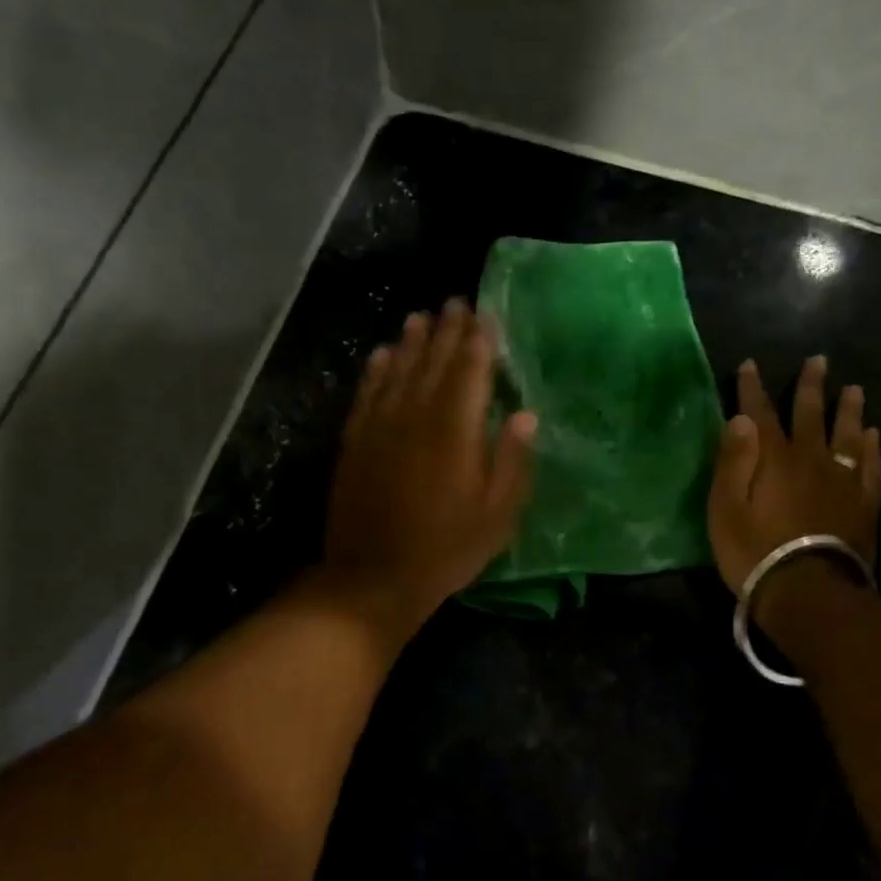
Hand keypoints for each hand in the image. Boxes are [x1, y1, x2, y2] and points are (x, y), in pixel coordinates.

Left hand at [321, 300, 537, 639]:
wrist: (373, 578)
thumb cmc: (446, 549)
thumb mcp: (497, 515)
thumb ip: (512, 461)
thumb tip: (525, 416)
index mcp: (455, 430)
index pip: (470, 372)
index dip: (479, 341)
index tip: (485, 315)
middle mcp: (415, 416)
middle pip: (432, 362)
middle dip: (446, 331)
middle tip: (455, 303)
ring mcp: (380, 427)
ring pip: (397, 371)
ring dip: (410, 342)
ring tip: (420, 318)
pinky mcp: (355, 442)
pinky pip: (366, 394)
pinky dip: (375, 371)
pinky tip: (380, 355)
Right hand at [707, 355, 880, 595]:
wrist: (808, 591)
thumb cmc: (754, 551)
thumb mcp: (725, 508)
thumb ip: (733, 461)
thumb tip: (741, 418)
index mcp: (774, 459)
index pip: (760, 414)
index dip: (753, 388)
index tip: (750, 364)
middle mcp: (811, 460)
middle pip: (811, 415)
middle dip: (810, 387)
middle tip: (818, 361)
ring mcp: (842, 481)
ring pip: (847, 435)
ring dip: (848, 410)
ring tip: (854, 389)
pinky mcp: (863, 504)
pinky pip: (870, 466)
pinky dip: (871, 448)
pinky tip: (873, 436)